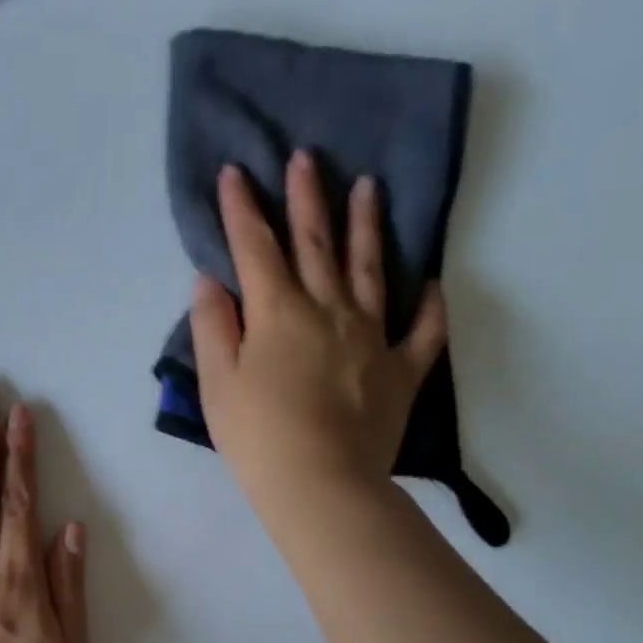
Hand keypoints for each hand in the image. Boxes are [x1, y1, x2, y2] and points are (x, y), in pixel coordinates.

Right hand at [190, 150, 446, 525]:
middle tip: (307, 157)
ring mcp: (372, 337)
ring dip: (366, 226)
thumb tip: (212, 281)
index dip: (243, 209)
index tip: (236, 172)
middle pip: (316, 244)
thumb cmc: (258, 437)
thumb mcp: (217, 384)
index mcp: (278, 313)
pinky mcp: (401, 370)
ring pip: (370, 270)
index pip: (256, 248)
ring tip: (368, 188)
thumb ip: (213, 328)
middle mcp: (328, 311)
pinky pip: (422, 332)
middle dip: (307, 198)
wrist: (321, 485)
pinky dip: (429, 307)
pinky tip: (431, 285)